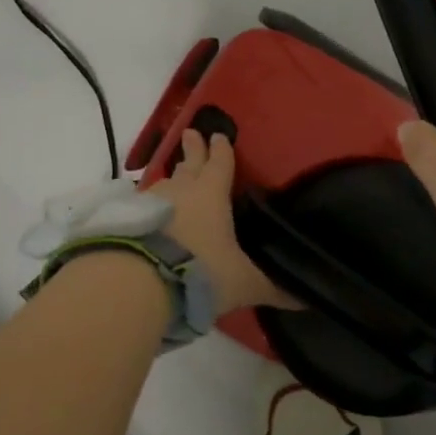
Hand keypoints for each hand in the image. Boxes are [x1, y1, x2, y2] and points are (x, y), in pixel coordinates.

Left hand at [153, 130, 291, 314]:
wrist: (142, 282)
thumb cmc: (203, 271)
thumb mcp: (244, 283)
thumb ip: (273, 289)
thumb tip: (308, 301)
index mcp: (212, 195)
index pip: (220, 165)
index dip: (222, 151)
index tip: (219, 136)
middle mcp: (181, 191)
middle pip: (188, 165)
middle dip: (193, 150)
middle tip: (191, 133)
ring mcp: (151, 203)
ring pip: (164, 183)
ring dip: (171, 178)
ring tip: (173, 176)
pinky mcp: (128, 220)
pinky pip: (143, 205)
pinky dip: (151, 205)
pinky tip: (150, 212)